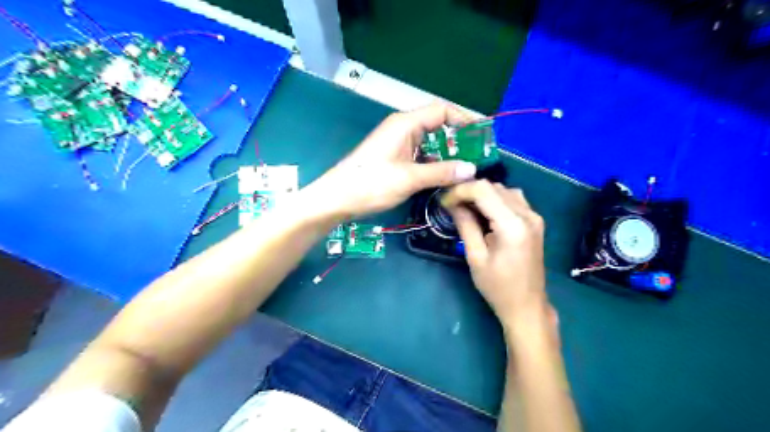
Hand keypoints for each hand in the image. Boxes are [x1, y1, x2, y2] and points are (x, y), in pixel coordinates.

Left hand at [305, 102, 476, 218]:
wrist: (337, 199)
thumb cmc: (371, 183)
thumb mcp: (409, 178)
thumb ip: (442, 172)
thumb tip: (472, 169)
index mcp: (406, 124)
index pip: (442, 111)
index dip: (464, 120)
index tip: (482, 136)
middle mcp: (403, 129)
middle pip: (437, 126)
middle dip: (459, 140)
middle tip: (478, 157)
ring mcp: (398, 145)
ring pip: (430, 144)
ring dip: (447, 155)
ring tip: (467, 170)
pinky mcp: (394, 159)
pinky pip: (420, 157)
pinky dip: (434, 165)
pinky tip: (445, 178)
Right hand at [443, 181, 549, 331]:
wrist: (527, 305)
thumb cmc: (498, 287)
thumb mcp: (475, 257)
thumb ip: (465, 225)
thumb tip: (451, 203)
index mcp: (512, 225)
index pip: (483, 190)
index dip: (460, 191)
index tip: (444, 201)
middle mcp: (527, 214)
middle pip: (494, 187)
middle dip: (469, 191)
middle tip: (450, 205)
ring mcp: (534, 216)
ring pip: (503, 190)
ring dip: (482, 195)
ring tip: (465, 208)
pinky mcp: (534, 221)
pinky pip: (512, 199)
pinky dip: (495, 200)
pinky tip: (483, 213)